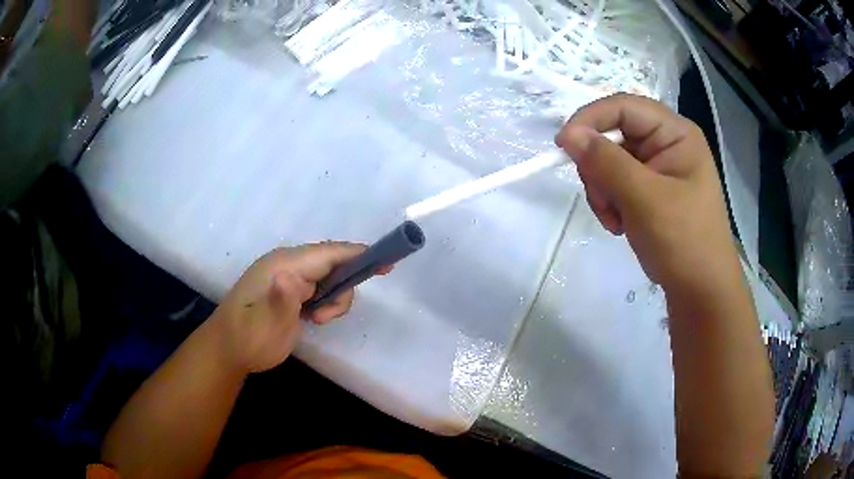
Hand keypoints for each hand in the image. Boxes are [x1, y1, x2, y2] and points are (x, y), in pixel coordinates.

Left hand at [211, 242, 376, 374]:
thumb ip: (279, 301)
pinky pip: (320, 287)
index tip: (387, 262)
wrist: (228, 350)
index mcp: (282, 266)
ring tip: (316, 322)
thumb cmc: (247, 339)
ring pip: (329, 277)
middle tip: (326, 318)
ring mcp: (288, 276)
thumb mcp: (263, 325)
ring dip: (333, 300)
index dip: (358, 254)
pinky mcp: (290, 289)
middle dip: (342, 288)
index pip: (328, 253)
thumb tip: (292, 276)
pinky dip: (326, 302)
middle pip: (332, 264)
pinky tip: (313, 318)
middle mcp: (287, 264)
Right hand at [556, 94, 737, 296]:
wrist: (700, 291)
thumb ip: (606, 162)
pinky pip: (616, 183)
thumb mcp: (644, 199)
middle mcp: (666, 143)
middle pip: (614, 134)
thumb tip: (567, 134)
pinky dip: (609, 202)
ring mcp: (658, 168)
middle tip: (602, 199)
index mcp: (675, 133)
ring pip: (610, 161)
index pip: (624, 107)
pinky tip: (620, 224)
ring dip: (603, 189)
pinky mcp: (650, 190)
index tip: (563, 145)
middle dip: (599, 167)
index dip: (591, 119)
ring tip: (614, 220)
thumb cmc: (683, 241)